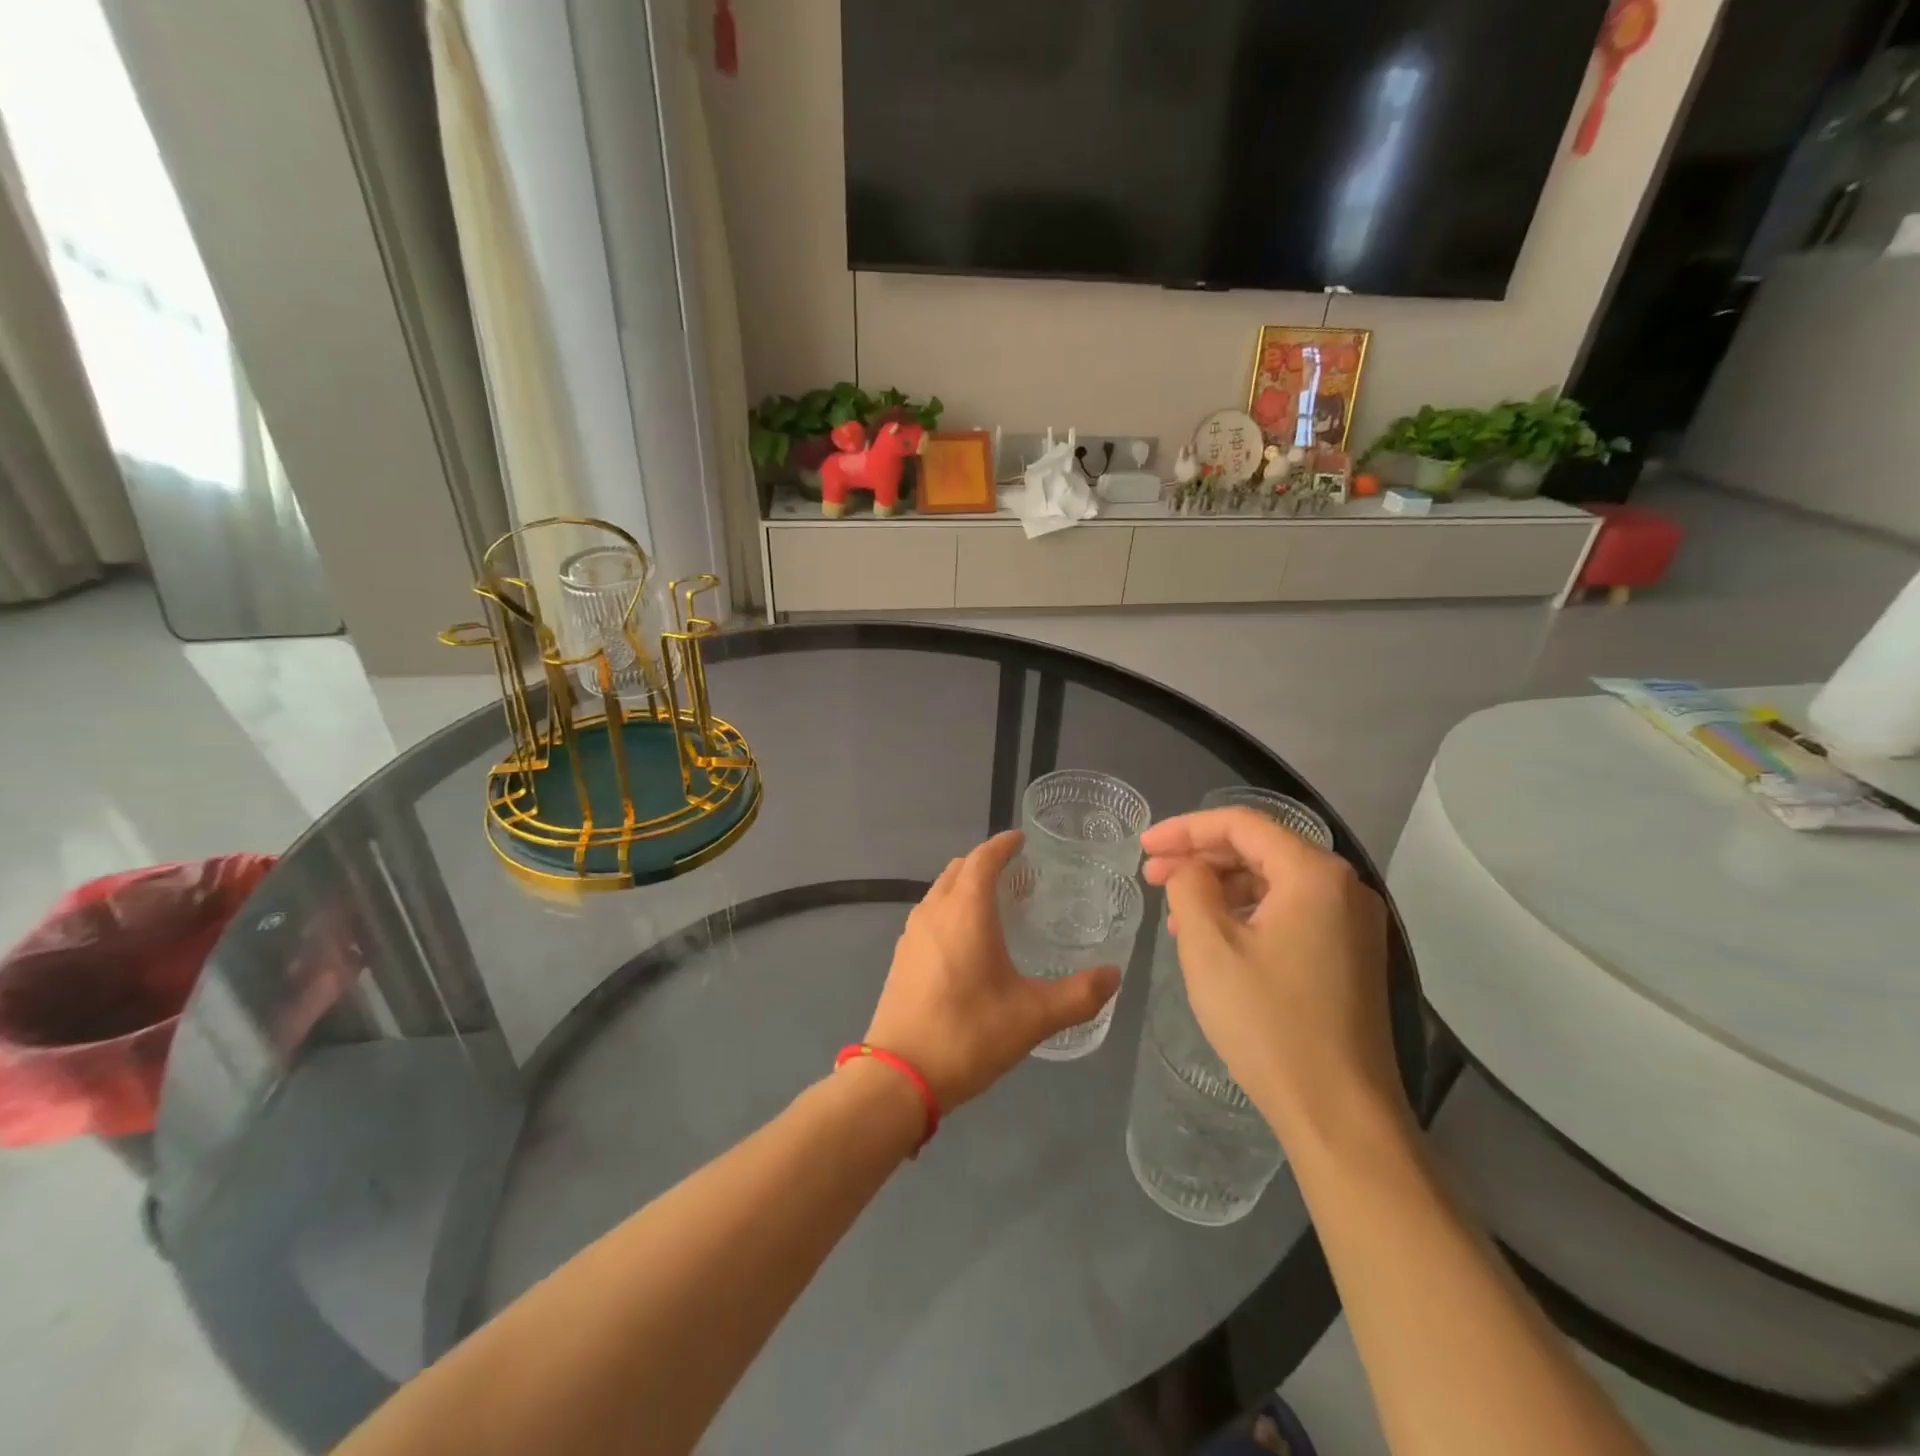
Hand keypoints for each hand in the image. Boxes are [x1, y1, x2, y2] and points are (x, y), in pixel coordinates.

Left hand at [865, 831, 1121, 1111]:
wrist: (899, 1076)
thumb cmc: (968, 1034)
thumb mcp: (1032, 1017)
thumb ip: (1078, 995)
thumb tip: (1113, 975)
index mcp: (965, 911)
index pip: (983, 858)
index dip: (1003, 844)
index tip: (1022, 840)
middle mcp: (934, 911)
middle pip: (959, 869)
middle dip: (985, 863)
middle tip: (1018, 875)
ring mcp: (912, 934)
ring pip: (940, 892)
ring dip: (966, 887)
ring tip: (997, 905)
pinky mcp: (902, 957)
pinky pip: (930, 915)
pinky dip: (950, 909)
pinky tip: (968, 942)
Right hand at [1141, 808, 1404, 1144]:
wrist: (1339, 1114)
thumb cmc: (1268, 1022)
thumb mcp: (1209, 946)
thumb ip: (1190, 887)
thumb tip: (1190, 870)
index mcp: (1314, 874)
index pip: (1241, 824)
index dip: (1185, 829)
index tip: (1142, 847)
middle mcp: (1343, 887)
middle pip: (1260, 848)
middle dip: (1200, 857)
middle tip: (1151, 875)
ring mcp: (1352, 923)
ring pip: (1273, 881)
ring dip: (1220, 886)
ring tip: (1175, 910)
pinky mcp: (1349, 955)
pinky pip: (1289, 911)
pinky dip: (1246, 912)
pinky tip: (1213, 935)